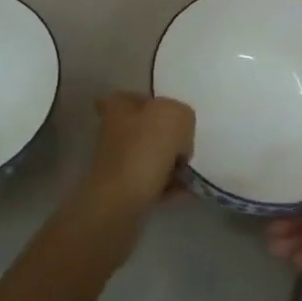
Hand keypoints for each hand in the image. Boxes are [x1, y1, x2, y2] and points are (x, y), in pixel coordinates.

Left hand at [76, 92, 193, 222]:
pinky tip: (184, 192)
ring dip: (172, 165)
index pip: (137, 97)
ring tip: (188, 175)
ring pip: (152, 158)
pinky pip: (153, 183)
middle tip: (185, 150)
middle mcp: (113, 131)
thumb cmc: (145, 149)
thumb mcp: (176, 115)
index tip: (173, 119)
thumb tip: (179, 135)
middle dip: (170, 141)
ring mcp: (117, 162)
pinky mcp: (122, 191)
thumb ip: (183, 115)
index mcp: (119, 106)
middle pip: (148, 129)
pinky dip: (169, 187)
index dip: (156, 105)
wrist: (120, 203)